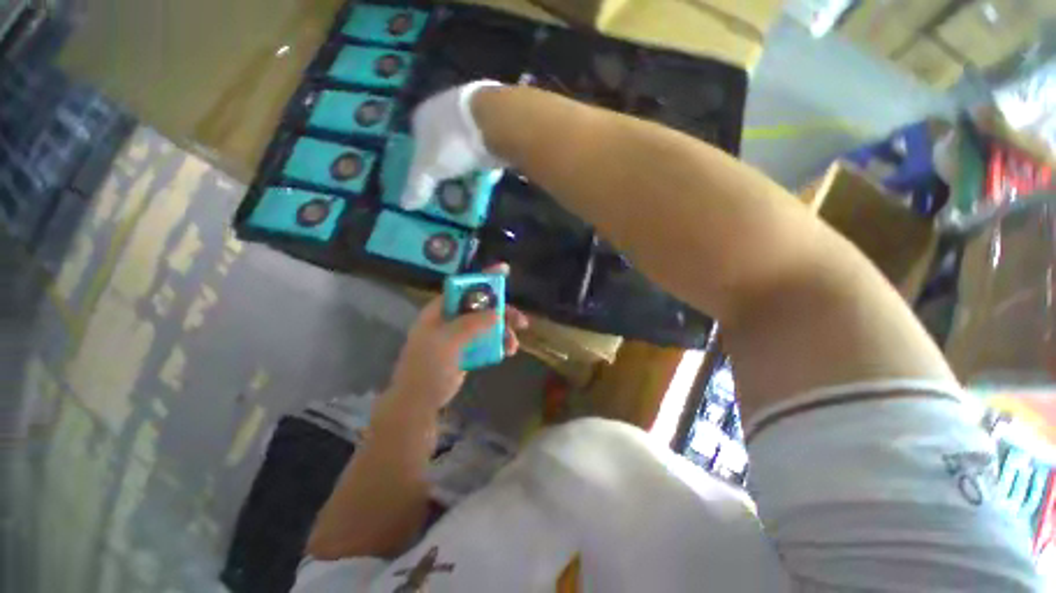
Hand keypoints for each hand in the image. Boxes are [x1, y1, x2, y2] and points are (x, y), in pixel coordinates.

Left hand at [387, 264, 528, 409]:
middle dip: (502, 312)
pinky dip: (499, 344)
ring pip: (487, 324)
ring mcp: (460, 335)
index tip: (505, 271)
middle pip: (481, 307)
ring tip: (513, 346)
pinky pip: (487, 340)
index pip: (464, 287)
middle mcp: (451, 318)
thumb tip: (497, 314)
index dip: (484, 278)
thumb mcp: (447, 341)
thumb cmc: (427, 367)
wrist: (419, 401)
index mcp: (441, 310)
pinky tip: (508, 351)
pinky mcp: (467, 350)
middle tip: (521, 321)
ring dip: (504, 332)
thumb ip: (472, 324)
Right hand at [400, 81, 504, 209]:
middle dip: (448, 165)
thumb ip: (418, 186)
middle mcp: (447, 109)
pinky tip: (491, 178)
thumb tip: (405, 205)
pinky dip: (489, 163)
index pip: (417, 141)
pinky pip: (489, 147)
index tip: (429, 181)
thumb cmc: (455, 142)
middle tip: (452, 186)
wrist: (498, 121)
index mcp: (424, 115)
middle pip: (445, 143)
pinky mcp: (498, 121)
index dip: (422, 163)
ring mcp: (474, 112)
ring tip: (472, 186)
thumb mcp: (430, 168)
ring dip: (469, 165)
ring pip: (468, 145)